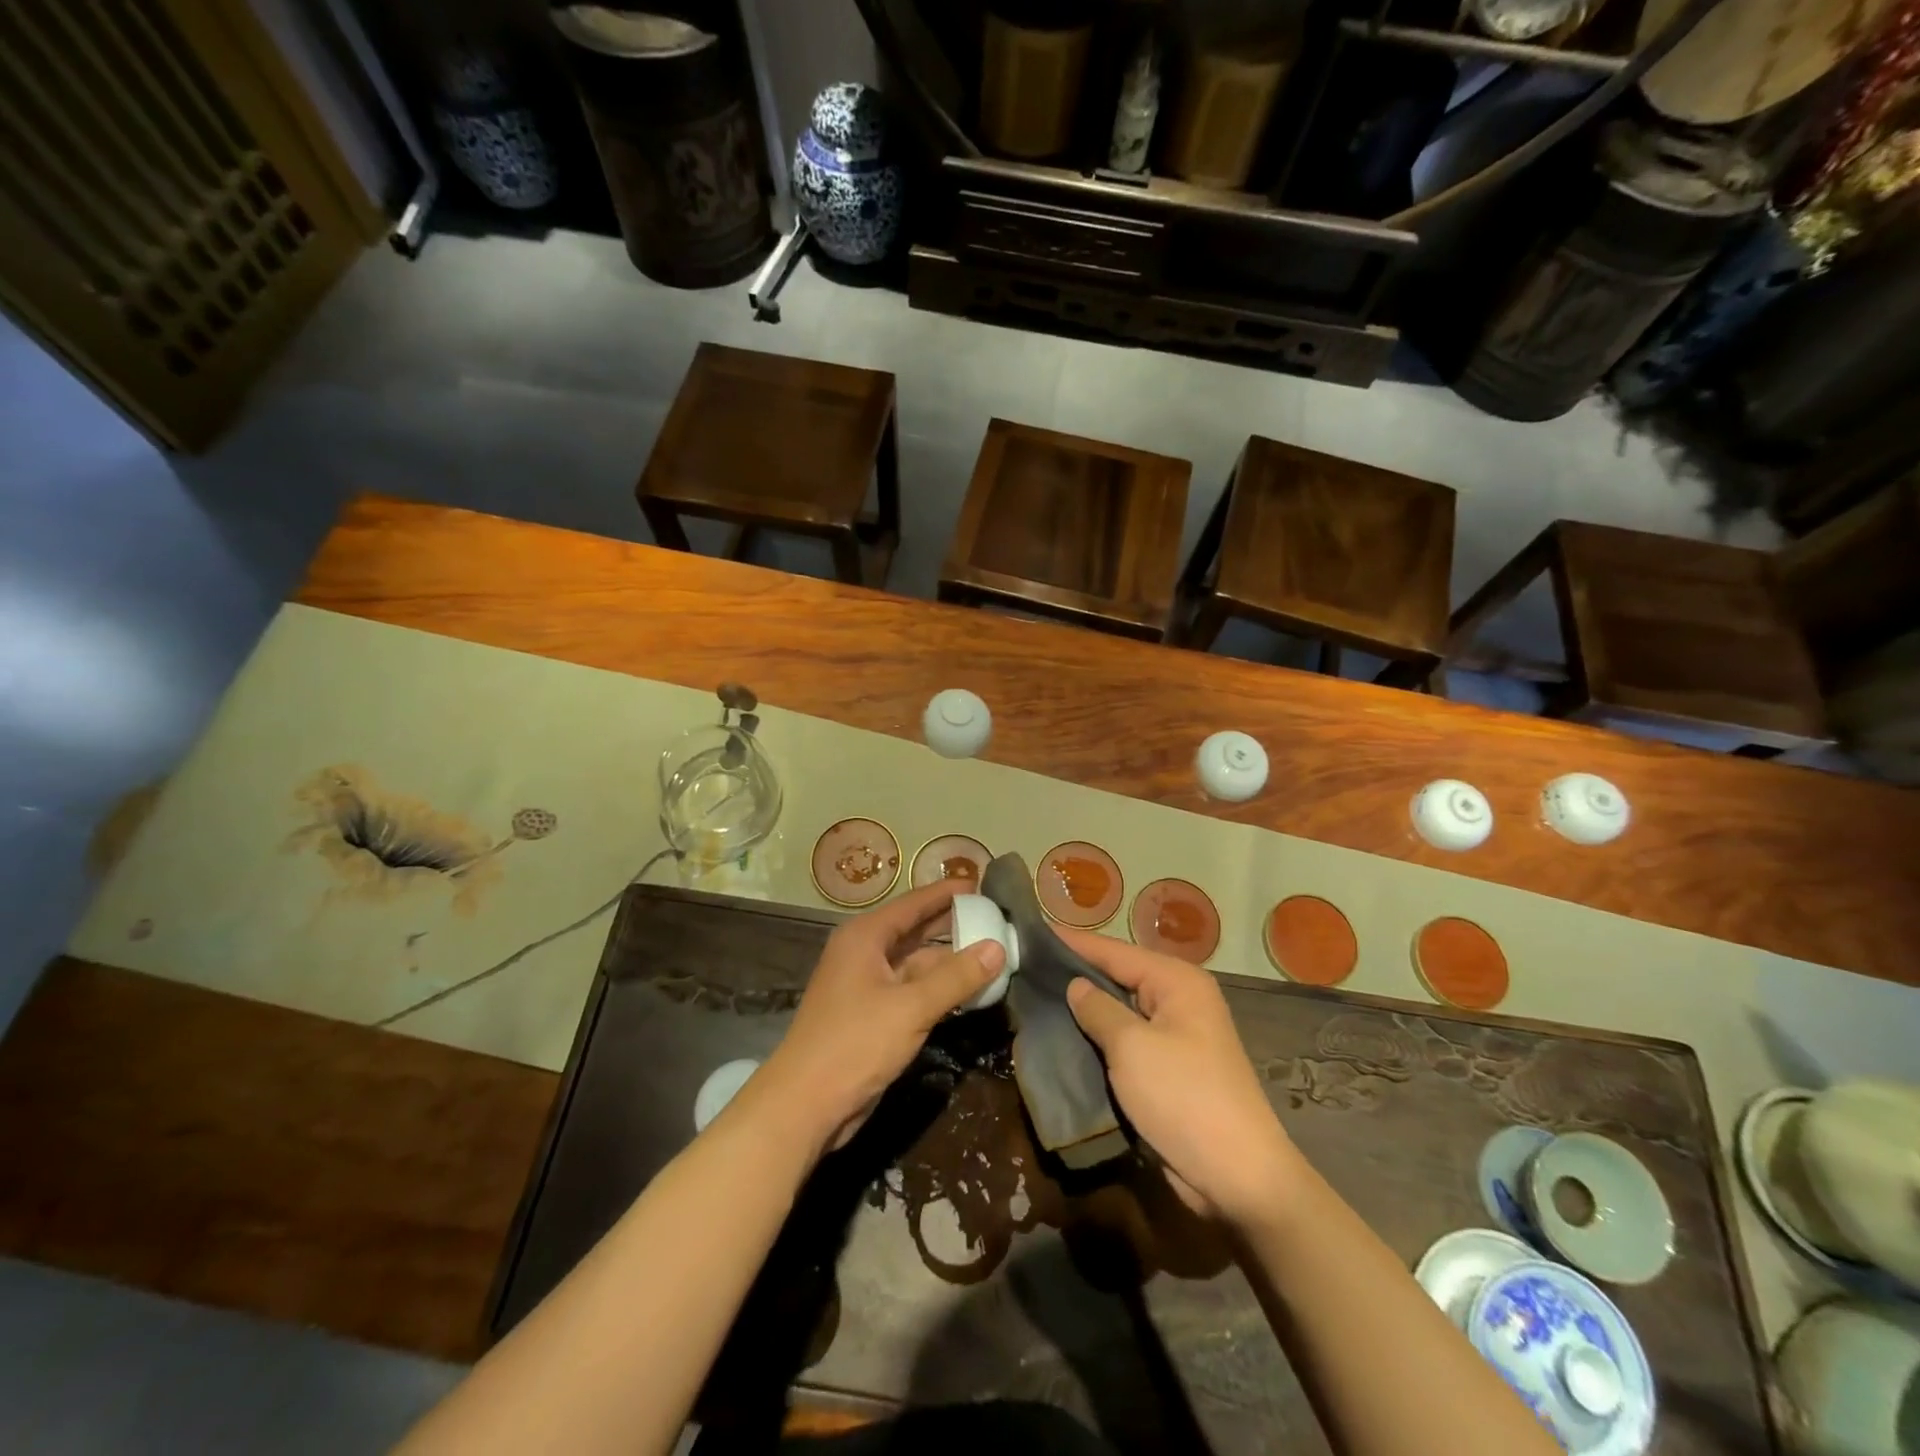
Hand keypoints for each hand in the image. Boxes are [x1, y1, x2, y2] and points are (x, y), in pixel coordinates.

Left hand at [754, 882, 1003, 1154]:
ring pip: (916, 964)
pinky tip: (969, 992)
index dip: (945, 893)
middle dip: (952, 925)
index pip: (913, 903)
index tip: (980, 883)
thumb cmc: (854, 1043)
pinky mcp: (873, 1016)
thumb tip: (997, 946)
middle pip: (915, 931)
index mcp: (865, 937)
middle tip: (994, 917)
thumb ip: (956, 977)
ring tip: (993, 954)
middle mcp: (864, 954)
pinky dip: (939, 989)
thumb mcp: (911, 1007)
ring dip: (950, 961)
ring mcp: (867, 986)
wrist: (805, 1105)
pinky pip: (913, 991)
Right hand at [1058, 928, 1300, 1228]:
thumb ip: (1098, 1009)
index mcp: (1176, 981)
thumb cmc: (1184, 1097)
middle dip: (1075, 976)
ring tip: (1035, 999)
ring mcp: (1176, 1036)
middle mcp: (1178, 1000)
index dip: (1072, 942)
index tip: (1032, 932)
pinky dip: (1098, 1041)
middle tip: (1026, 968)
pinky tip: (1064, 1040)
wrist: (1239, 1177)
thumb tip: (1075, 986)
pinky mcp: (1169, 1070)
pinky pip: (1126, 1043)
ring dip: (1084, 1012)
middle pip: (1117, 978)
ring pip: (1119, 1013)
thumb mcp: (1132, 1047)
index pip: (1114, 951)